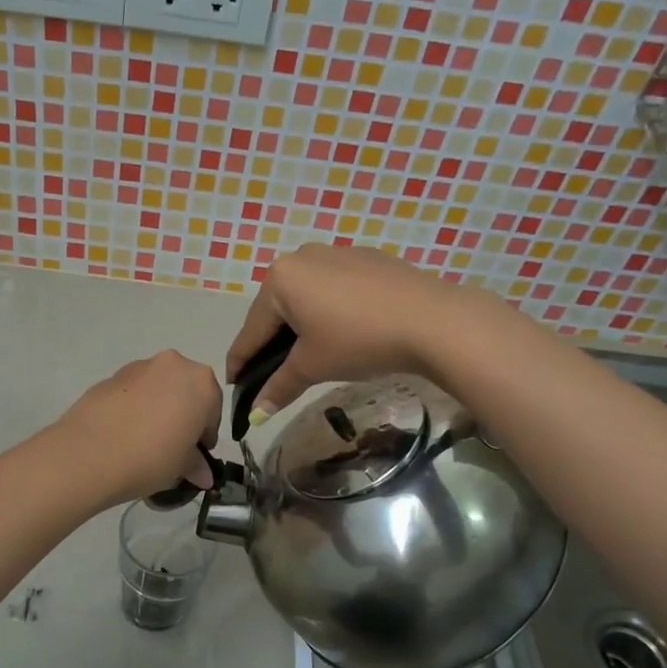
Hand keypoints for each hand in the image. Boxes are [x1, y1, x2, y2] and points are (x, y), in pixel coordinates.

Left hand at [54, 351, 221, 505]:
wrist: (89, 453)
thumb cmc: (151, 457)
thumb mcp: (181, 467)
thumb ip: (196, 465)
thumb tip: (203, 475)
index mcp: (201, 382)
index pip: (213, 409)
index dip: (205, 435)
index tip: (196, 456)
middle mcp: (173, 365)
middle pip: (186, 391)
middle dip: (183, 416)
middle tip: (172, 447)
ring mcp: (138, 367)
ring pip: (158, 388)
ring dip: (158, 409)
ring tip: (144, 442)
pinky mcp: (110, 377)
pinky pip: (133, 393)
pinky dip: (134, 408)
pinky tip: (123, 435)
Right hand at [226, 244, 477, 414]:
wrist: (432, 320)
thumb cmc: (358, 340)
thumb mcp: (312, 366)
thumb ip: (278, 387)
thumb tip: (255, 415)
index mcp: (280, 279)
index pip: (251, 330)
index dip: (240, 362)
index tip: (234, 385)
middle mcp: (302, 257)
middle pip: (277, 310)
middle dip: (271, 343)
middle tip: (270, 374)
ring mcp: (337, 253)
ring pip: (306, 297)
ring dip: (301, 326)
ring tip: (307, 355)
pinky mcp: (368, 258)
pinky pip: (334, 288)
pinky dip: (329, 311)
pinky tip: (343, 332)